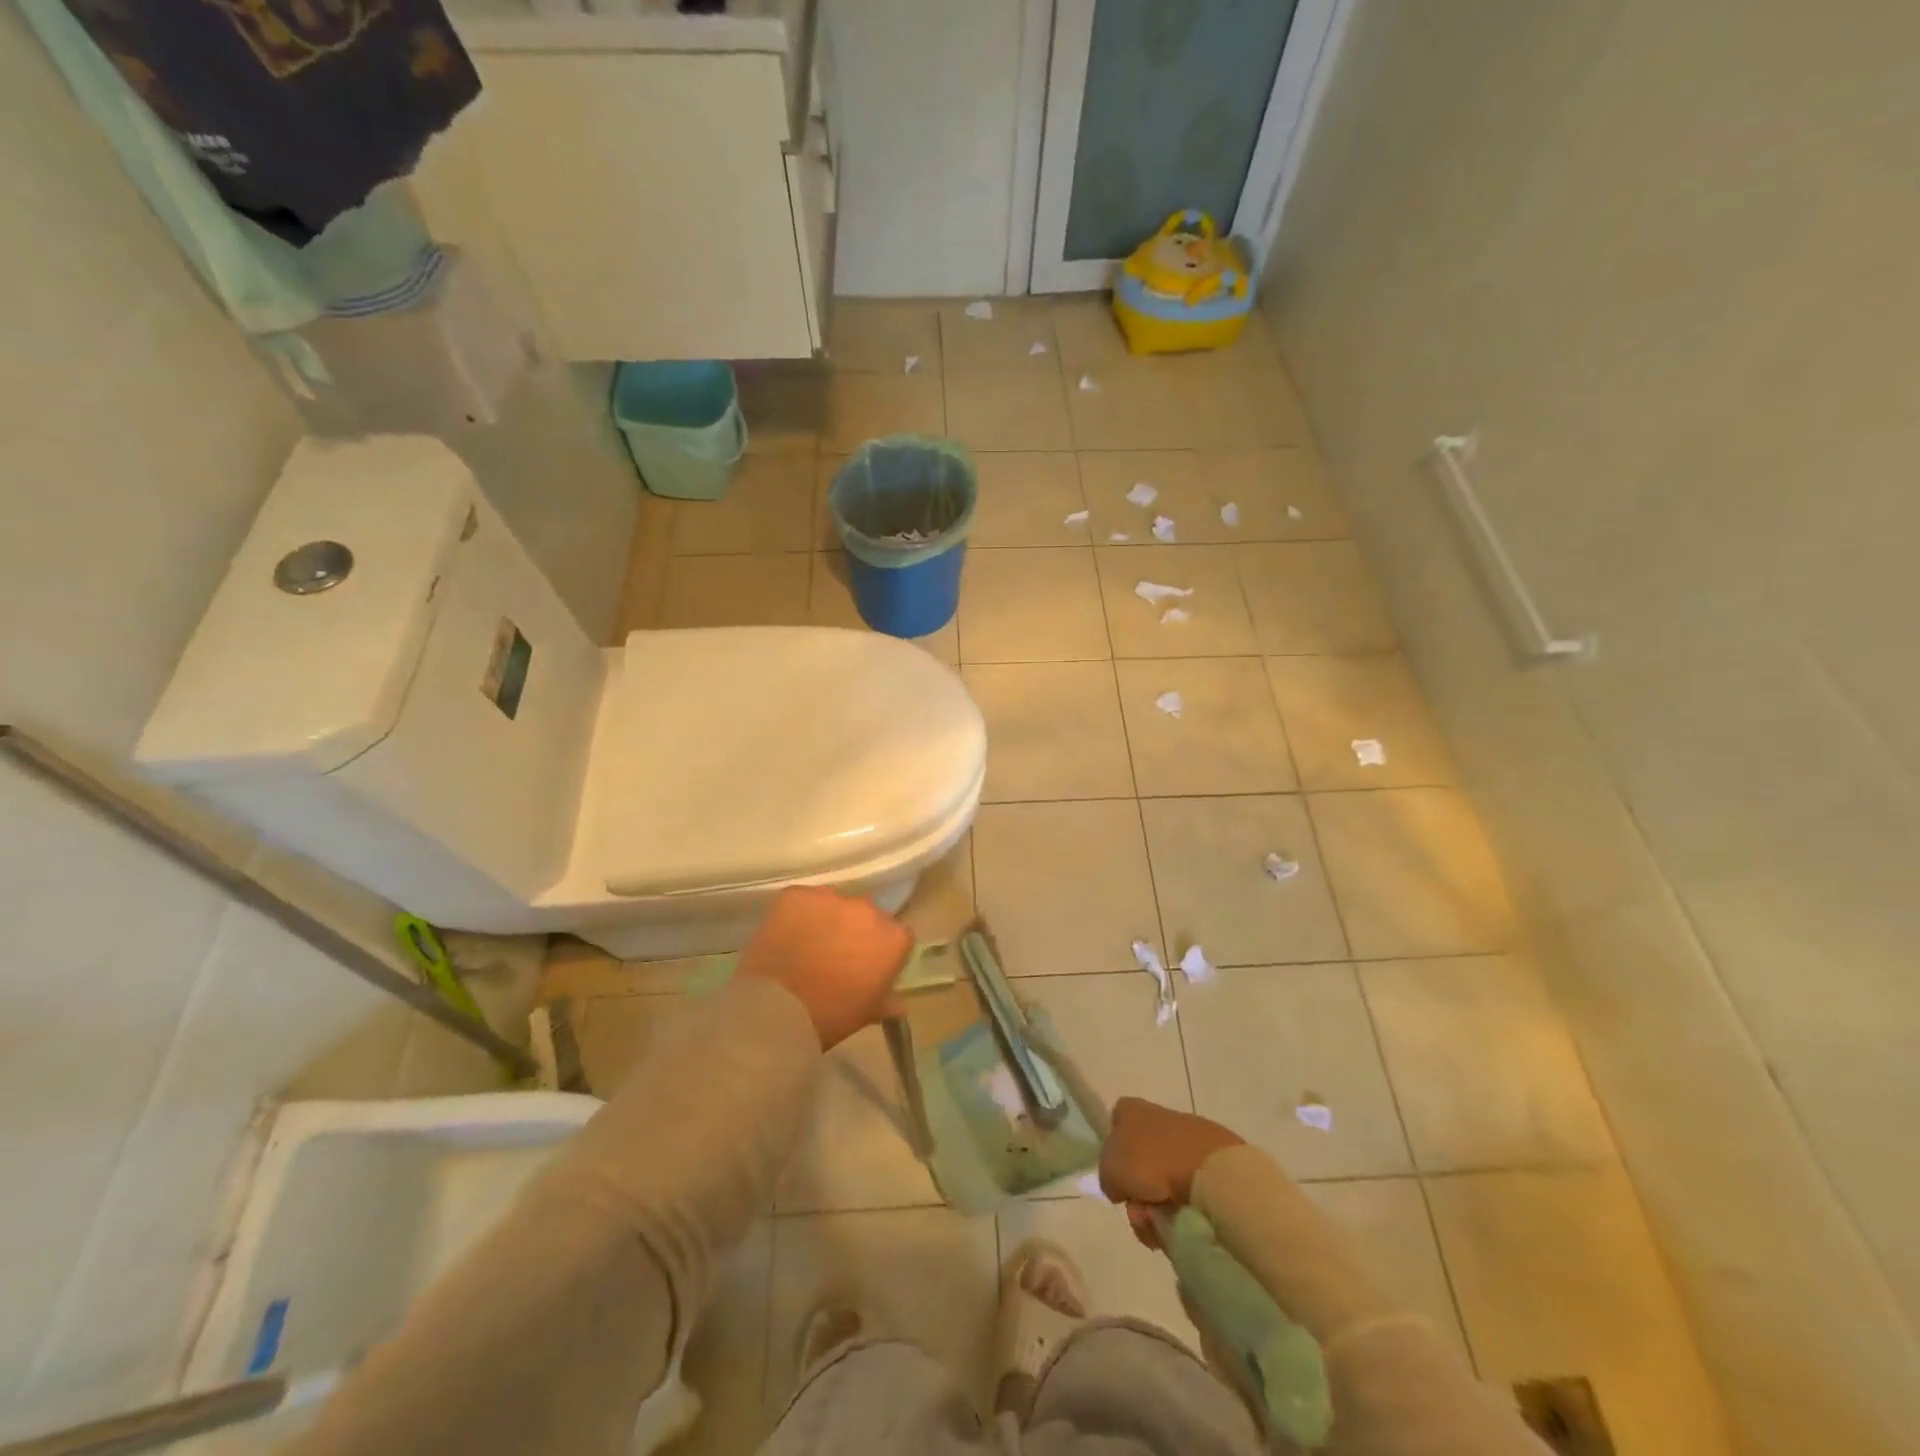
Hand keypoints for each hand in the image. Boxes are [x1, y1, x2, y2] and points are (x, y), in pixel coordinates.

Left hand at [736, 886, 914, 1049]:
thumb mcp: (867, 1014)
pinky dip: (798, 913)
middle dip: (855, 931)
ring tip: (808, 944)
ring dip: (827, 919)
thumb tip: (897, 1002)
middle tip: (836, 955)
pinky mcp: (797, 894)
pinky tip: (787, 934)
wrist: (777, 1008)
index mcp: (893, 938)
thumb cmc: (831, 1016)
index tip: (868, 967)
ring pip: (834, 903)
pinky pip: (803, 900)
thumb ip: (887, 1001)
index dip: (882, 951)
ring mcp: (831, 897)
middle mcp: (867, 908)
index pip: (897, 936)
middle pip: (866, 915)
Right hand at [1099, 1097, 1244, 1249]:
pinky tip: (1185, 1220)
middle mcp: (1159, 1118)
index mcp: (1133, 1110)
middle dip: (1138, 1194)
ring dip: (1158, 1207)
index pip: (1116, 1125)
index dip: (1114, 1155)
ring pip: (1164, 1181)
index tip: (1120, 1181)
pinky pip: (1189, 1189)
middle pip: (1140, 1162)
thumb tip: (1121, 1185)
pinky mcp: (1213, 1162)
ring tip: (1164, 1224)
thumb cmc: (1151, 1160)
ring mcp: (1188, 1139)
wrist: (1208, 1170)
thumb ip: (1108, 1175)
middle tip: (1141, 1214)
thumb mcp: (1110, 1168)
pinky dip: (1184, 1208)